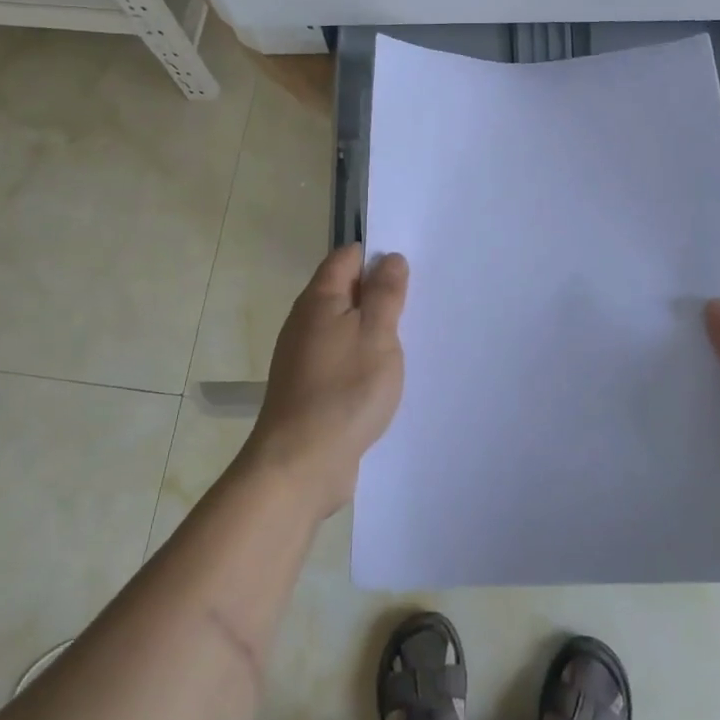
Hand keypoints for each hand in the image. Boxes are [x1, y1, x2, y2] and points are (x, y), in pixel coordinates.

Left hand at [245, 245, 409, 518]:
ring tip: (410, 339)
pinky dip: (362, 359)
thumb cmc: (344, 391)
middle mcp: (305, 322)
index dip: (377, 256)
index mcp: (319, 299)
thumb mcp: (377, 335)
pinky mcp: (309, 388)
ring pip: (344, 328)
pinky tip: (384, 376)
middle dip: (379, 294)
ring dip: (373, 330)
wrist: (300, 463)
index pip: (347, 257)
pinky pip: (341, 359)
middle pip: (345, 292)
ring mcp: (304, 357)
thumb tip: (388, 258)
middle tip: (419, 303)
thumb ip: (385, 294)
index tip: (411, 268)